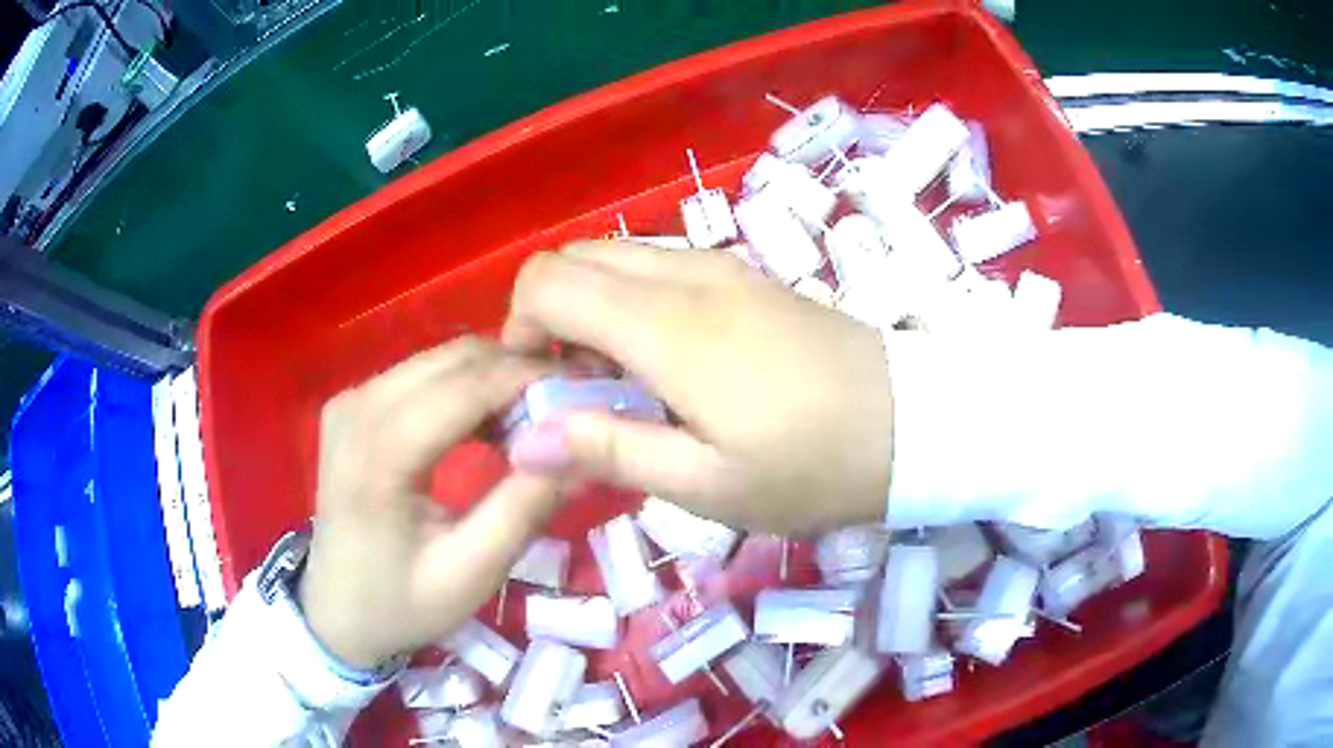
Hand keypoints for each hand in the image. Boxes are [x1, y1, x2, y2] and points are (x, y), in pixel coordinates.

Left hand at [298, 339, 559, 668]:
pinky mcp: (353, 404)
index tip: (589, 387)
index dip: (531, 378)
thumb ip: (523, 508)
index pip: (465, 386)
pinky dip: (465, 387)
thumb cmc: (401, 604)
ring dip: (494, 378)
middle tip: (569, 407)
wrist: (335, 611)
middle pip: (454, 360)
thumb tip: (583, 450)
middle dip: (518, 372)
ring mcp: (351, 400)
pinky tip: (489, 423)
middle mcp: (358, 408)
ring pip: (440, 359)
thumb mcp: (470, 573)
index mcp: (379, 455)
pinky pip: (422, 373)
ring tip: (535, 420)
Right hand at [502, 242, 893, 534]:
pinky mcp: (750, 274)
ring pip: (619, 256)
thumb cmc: (814, 466)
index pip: (547, 282)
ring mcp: (723, 266)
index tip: (539, 385)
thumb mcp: (707, 485)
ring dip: (594, 305)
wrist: (915, 423)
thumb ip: (608, 450)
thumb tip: (522, 439)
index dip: (518, 326)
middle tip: (581, 387)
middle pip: (577, 257)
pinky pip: (662, 265)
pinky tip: (673, 359)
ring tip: (627, 380)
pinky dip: (635, 298)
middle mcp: (687, 274)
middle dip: (551, 313)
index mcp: (666, 325)